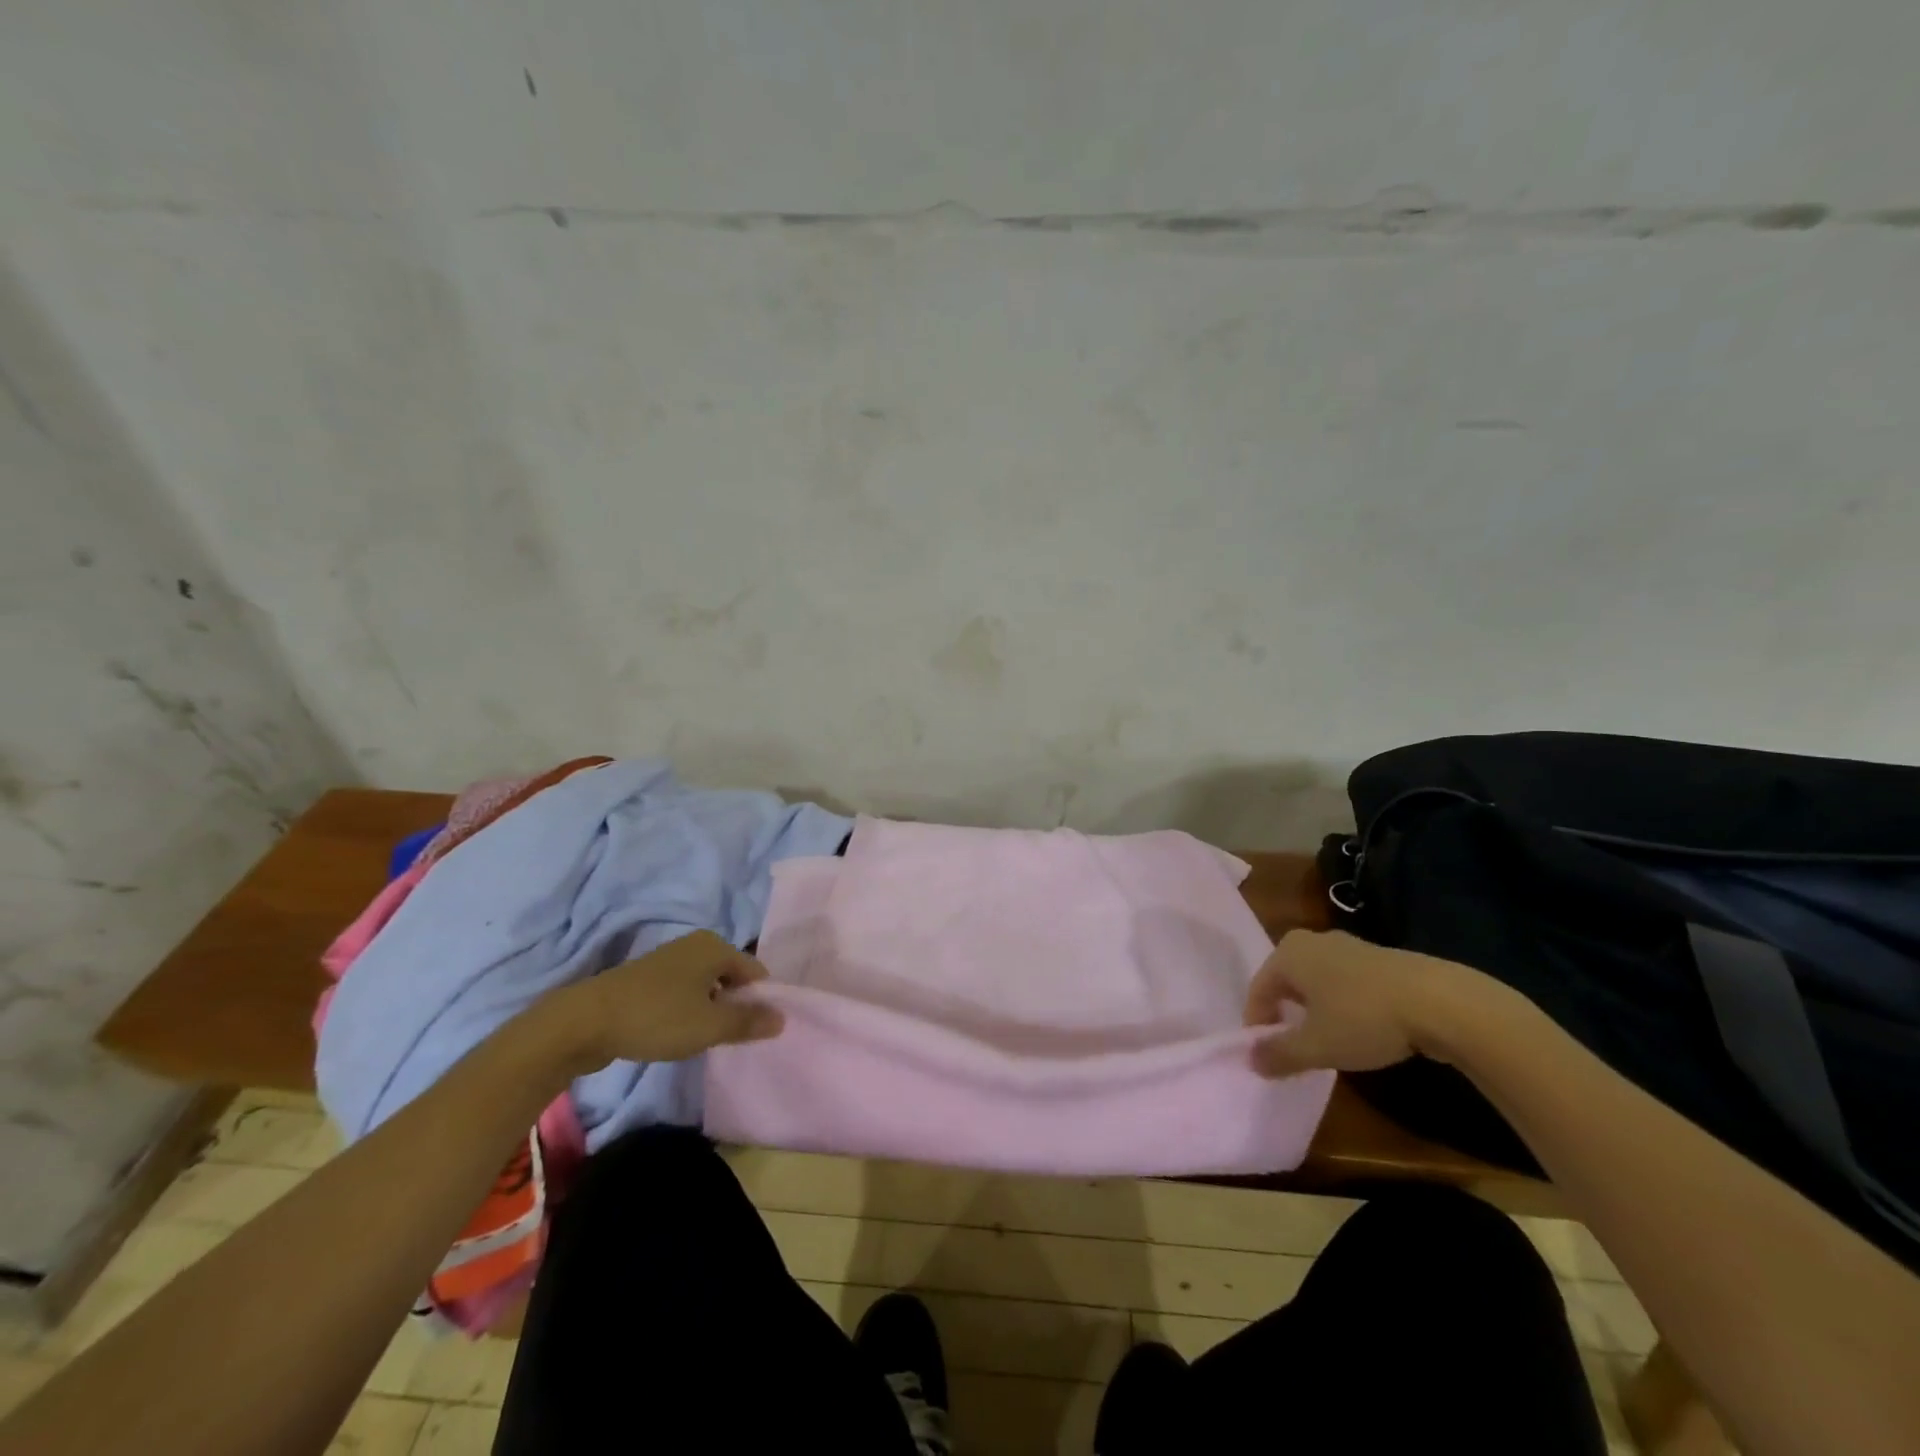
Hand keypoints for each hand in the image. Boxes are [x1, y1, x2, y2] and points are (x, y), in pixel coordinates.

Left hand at [559, 930, 785, 1071]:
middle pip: (731, 977)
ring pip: (706, 985)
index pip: (755, 972)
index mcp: (715, 946)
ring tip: (706, 1039)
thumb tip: (783, 1018)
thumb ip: (748, 1022)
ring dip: (710, 1010)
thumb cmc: (656, 1018)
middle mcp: (695, 944)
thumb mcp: (709, 1026)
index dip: (761, 1001)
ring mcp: (669, 959)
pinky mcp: (647, 978)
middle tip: (732, 1038)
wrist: (584, 1022)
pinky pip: (683, 992)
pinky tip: (678, 1033)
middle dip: (735, 1006)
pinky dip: (687, 1010)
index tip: (756, 1031)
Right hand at [1244, 929, 1489, 1077]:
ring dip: (1316, 1011)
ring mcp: (1350, 946)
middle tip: (1293, 1047)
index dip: (1257, 1024)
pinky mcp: (1381, 959)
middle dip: (1286, 1014)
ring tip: (1328, 1042)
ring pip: (1318, 982)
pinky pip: (1347, 983)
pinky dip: (1343, 1005)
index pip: (1259, 989)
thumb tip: (1250, 1060)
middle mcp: (1313, 941)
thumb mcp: (1316, 1045)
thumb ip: (1279, 1053)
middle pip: (1287, 982)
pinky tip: (1361, 1030)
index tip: (1265, 1054)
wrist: (1441, 1002)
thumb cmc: (1363, 1018)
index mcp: (1288, 953)